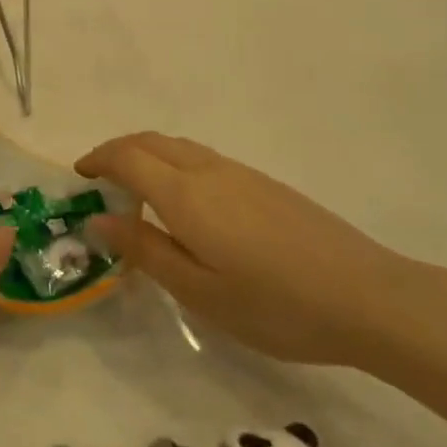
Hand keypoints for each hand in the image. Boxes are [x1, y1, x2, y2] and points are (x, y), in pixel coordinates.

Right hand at [79, 133, 408, 365]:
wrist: (368, 296)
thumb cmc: (275, 304)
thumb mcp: (200, 291)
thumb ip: (146, 250)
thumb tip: (99, 217)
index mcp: (186, 195)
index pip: (128, 157)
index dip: (98, 159)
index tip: (79, 176)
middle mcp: (210, 171)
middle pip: (153, 141)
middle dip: (119, 150)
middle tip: (100, 178)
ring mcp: (242, 174)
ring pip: (180, 147)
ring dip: (149, 155)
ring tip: (136, 190)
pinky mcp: (266, 184)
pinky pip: (204, 158)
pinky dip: (176, 164)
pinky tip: (187, 202)